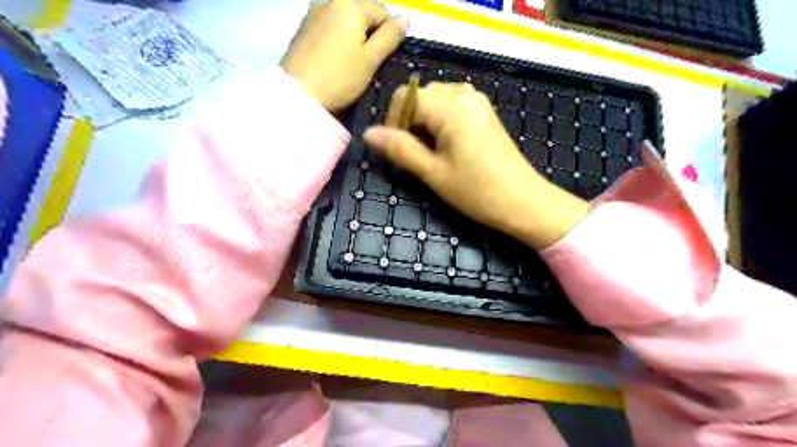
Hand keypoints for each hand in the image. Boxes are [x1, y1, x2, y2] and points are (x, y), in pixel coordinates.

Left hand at [280, 1, 406, 110]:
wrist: (298, 95)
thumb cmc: (340, 78)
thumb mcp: (371, 59)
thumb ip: (389, 37)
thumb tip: (404, 19)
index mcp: (351, 4)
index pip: (382, 11)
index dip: (388, 34)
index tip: (384, 59)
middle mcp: (330, 1)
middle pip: (361, 13)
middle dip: (370, 34)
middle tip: (369, 63)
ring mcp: (313, 13)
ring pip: (344, 22)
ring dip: (354, 38)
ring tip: (352, 64)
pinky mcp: (303, 29)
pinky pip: (329, 29)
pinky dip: (337, 41)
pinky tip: (336, 61)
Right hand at [363, 82, 586, 251]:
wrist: (524, 201)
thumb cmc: (477, 191)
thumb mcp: (433, 173)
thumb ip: (400, 149)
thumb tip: (368, 133)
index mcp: (450, 106)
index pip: (405, 97)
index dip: (393, 121)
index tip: (396, 150)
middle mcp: (464, 94)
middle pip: (420, 97)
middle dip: (408, 123)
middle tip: (413, 156)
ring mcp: (477, 102)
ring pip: (435, 101)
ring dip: (424, 124)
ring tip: (430, 154)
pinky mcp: (484, 113)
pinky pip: (452, 107)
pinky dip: (440, 123)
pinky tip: (447, 147)